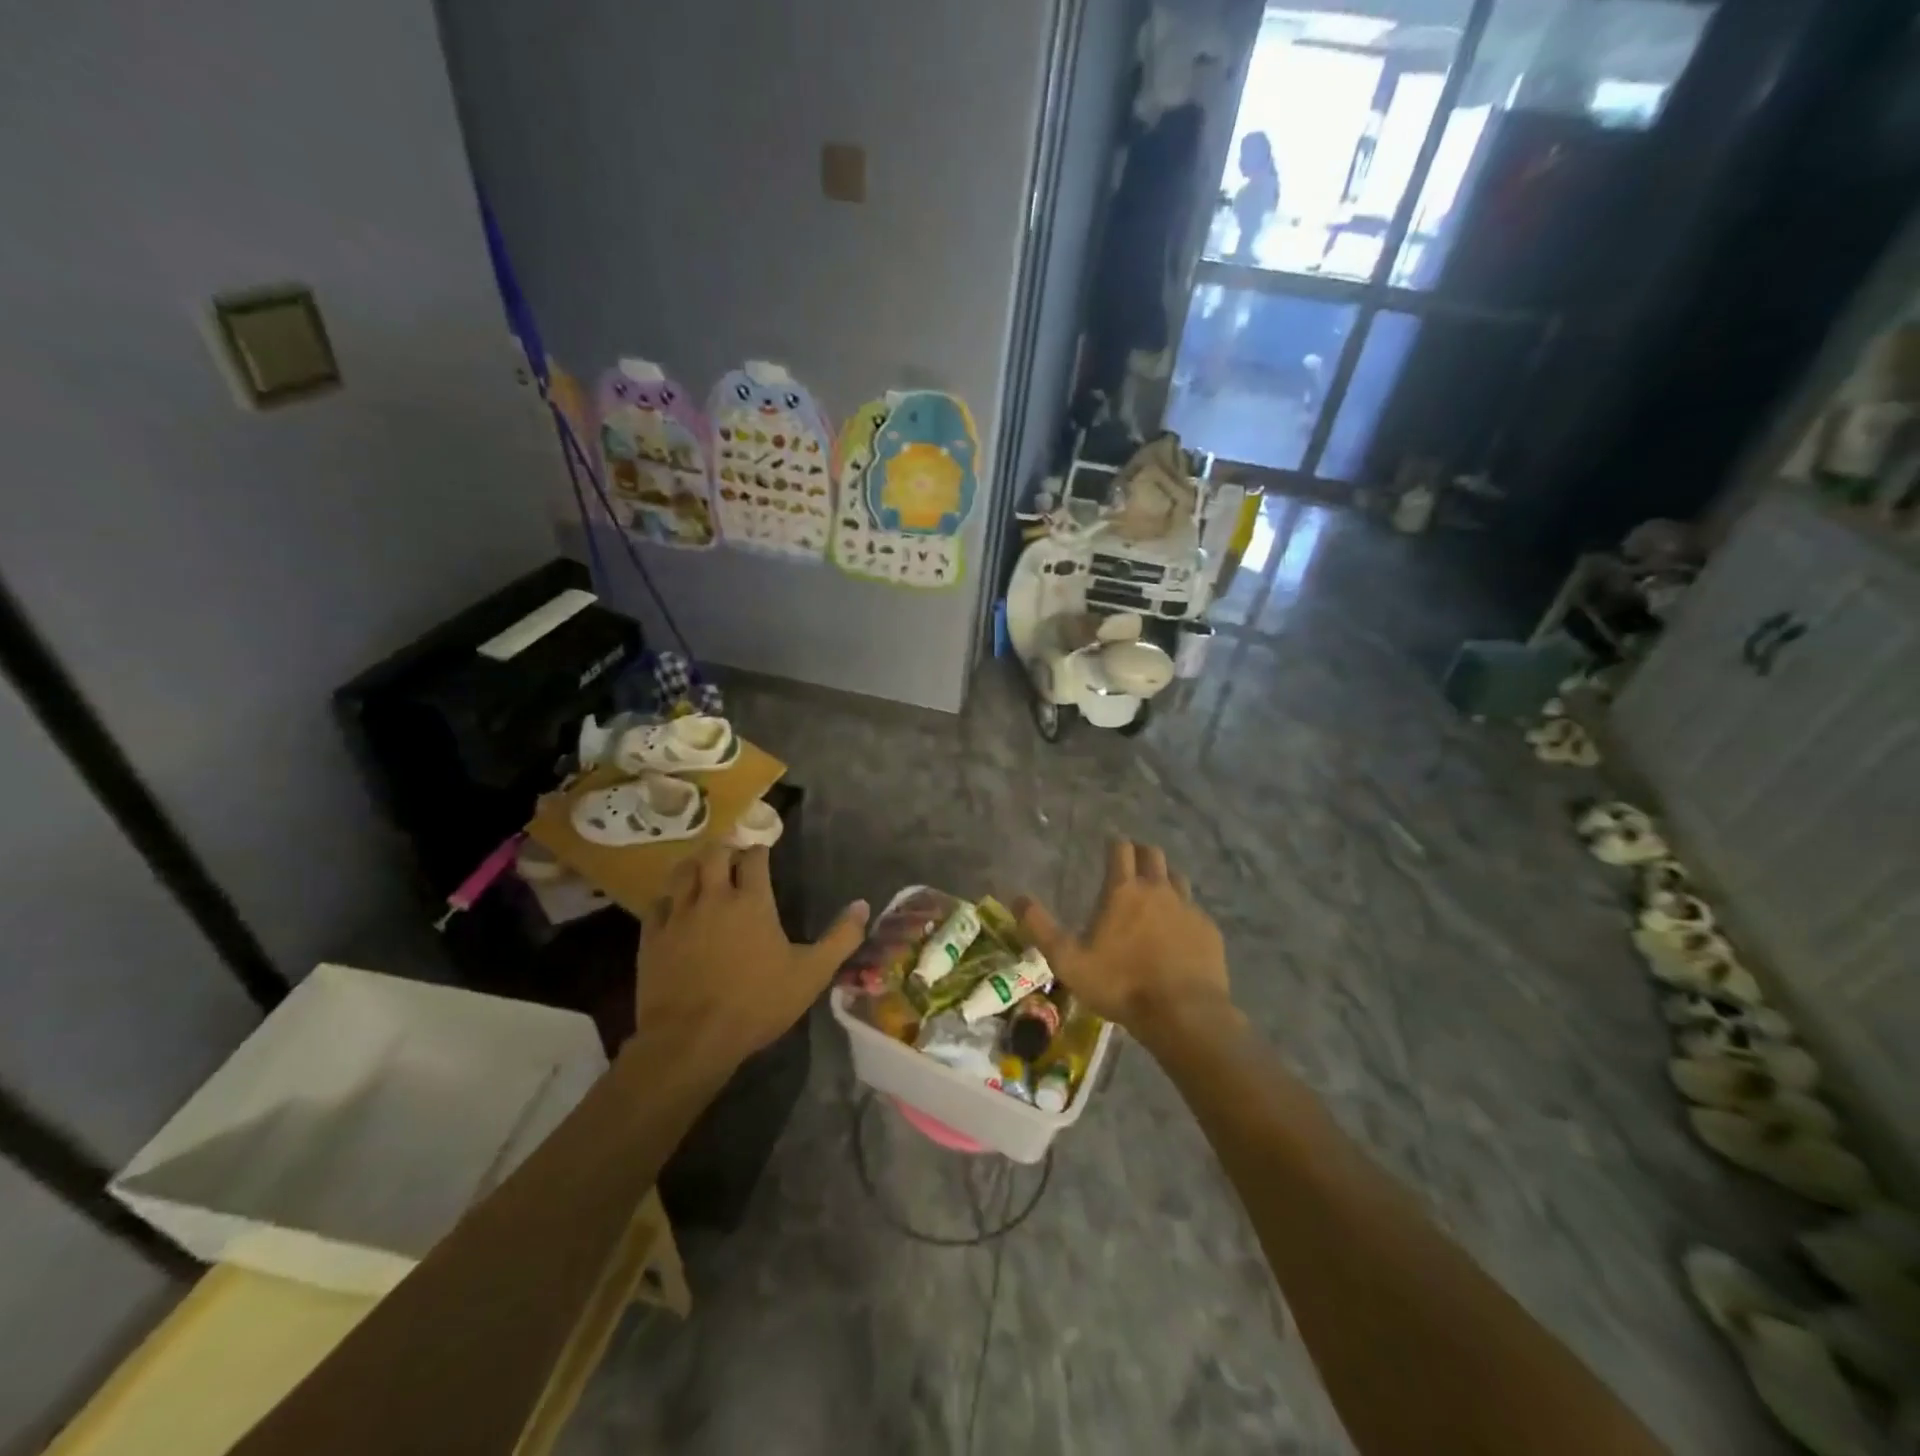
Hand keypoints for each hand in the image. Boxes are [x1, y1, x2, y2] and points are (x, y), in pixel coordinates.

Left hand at [633, 846, 868, 1076]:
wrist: (691, 1040)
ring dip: (694, 866)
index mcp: (751, 901)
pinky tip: (673, 906)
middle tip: (732, 855)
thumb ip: (840, 938)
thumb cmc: (756, 1004)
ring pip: (682, 872)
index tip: (763, 851)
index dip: (759, 850)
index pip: (754, 858)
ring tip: (702, 871)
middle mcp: (713, 897)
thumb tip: (863, 905)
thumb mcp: (811, 974)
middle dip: (725, 849)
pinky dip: (668, 898)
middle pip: (714, 854)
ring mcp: (678, 916)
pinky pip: (658, 903)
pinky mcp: (652, 937)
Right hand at [1015, 840, 1230, 1031]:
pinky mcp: (1209, 931)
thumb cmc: (1121, 985)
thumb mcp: (1068, 961)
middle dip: (1142, 853)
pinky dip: (1184, 912)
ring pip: (1178, 878)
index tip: (1111, 845)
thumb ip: (1041, 928)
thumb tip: (1016, 898)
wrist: (1184, 1014)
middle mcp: (1158, 890)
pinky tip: (1179, 930)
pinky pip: (1195, 910)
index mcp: (1124, 891)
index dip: (1115, 844)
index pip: (1121, 850)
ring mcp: (1188, 909)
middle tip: (1132, 862)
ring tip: (1156, 893)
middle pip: (1153, 855)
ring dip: (1165, 878)